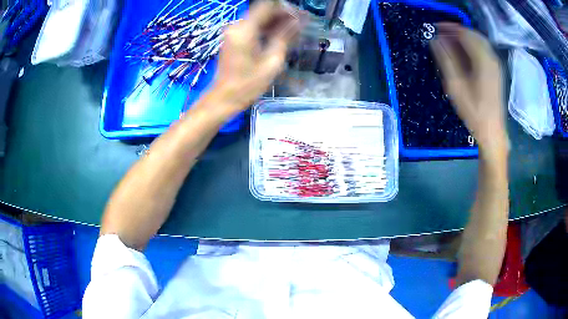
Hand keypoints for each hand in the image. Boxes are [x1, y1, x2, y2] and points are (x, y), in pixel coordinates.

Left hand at [209, 1, 300, 115]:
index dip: (286, 9)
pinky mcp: (233, 38)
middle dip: (283, 14)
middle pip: (263, 10)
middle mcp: (237, 26)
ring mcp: (234, 31)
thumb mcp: (272, 61)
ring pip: (259, 17)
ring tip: (294, 31)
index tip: (300, 17)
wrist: (224, 98)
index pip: (268, 6)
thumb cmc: (248, 84)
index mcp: (245, 29)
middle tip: (300, 25)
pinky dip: (267, 28)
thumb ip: (285, 36)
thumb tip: (300, 20)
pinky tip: (279, 36)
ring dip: (276, 21)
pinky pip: (253, 26)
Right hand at [430, 23, 506, 157]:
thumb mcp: (456, 86)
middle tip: (442, 34)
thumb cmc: (474, 112)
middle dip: (457, 31)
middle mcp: (491, 58)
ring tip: (450, 42)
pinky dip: (472, 46)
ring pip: (479, 41)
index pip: (465, 33)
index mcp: (483, 60)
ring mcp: (495, 65)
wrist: (492, 132)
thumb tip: (435, 40)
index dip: (450, 28)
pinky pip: (483, 50)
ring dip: (465, 38)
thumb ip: (446, 60)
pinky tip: (464, 52)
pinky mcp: (496, 71)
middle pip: (473, 34)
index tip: (436, 27)